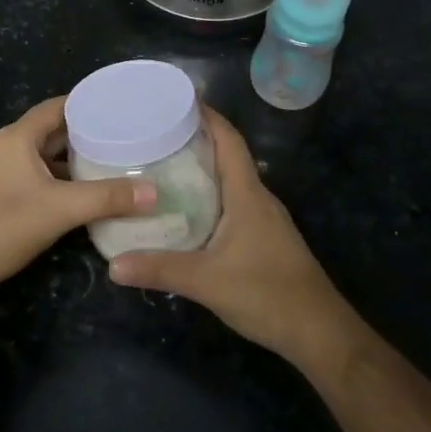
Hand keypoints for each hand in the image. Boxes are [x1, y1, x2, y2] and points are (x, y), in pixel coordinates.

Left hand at [0, 96, 155, 306]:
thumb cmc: (1, 225)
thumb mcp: (60, 209)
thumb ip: (107, 198)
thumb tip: (155, 192)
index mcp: (19, 136)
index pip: (60, 106)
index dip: (91, 104)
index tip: (125, 108)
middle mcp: (12, 148)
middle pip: (56, 132)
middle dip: (91, 135)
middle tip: (131, 139)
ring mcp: (6, 175)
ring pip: (50, 160)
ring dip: (78, 163)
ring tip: (119, 166)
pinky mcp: (5, 200)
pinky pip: (43, 182)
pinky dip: (66, 184)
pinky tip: (91, 197)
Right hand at [108, 108, 361, 373]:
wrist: (318, 332)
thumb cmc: (267, 294)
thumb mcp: (206, 281)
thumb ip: (159, 269)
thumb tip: (112, 264)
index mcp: (247, 194)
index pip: (229, 140)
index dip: (207, 116)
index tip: (177, 99)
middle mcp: (258, 198)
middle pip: (228, 155)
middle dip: (196, 138)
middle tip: (157, 132)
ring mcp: (264, 219)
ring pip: (231, 180)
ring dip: (203, 167)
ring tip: (164, 164)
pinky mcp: (265, 238)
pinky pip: (234, 202)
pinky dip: (210, 194)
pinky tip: (187, 208)